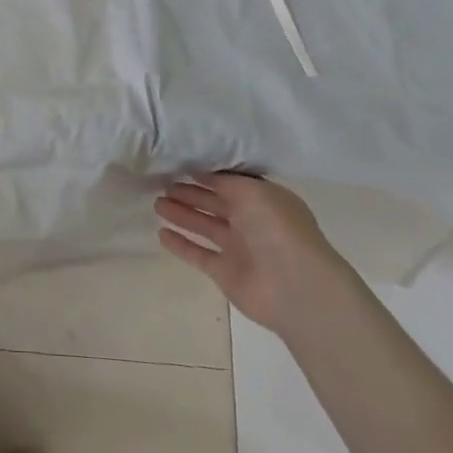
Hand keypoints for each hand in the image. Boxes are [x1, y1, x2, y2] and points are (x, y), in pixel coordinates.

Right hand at [155, 173, 346, 331]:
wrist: (296, 287)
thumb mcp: (252, 191)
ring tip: (157, 204)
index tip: (179, 165)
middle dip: (190, 193)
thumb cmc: (277, 229)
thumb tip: (200, 172)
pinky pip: (198, 254)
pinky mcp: (225, 273)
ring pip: (204, 226)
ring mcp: (238, 249)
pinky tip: (161, 233)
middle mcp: (251, 222)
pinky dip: (181, 245)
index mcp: (263, 200)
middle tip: (162, 184)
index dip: (206, 175)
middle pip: (214, 203)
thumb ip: (225, 180)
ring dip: (182, 215)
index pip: (230, 183)